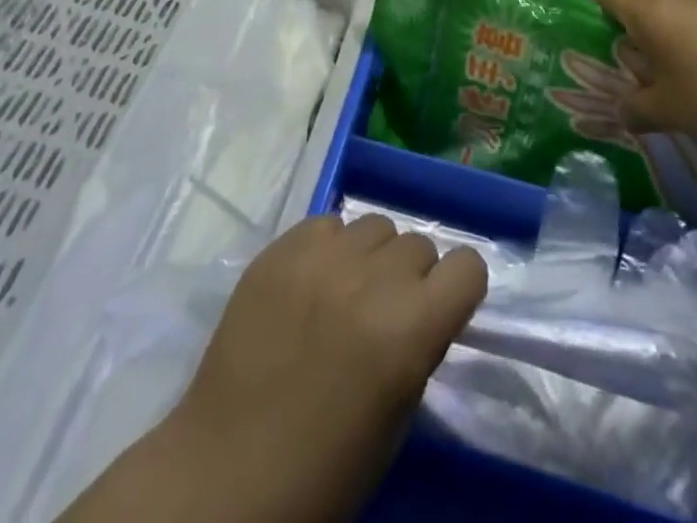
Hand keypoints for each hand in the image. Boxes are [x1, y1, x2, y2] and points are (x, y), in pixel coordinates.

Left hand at [158, 214, 487, 521]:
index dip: (458, 288)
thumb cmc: (325, 467)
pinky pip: (327, 224)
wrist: (228, 473)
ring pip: (375, 225)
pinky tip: (309, 285)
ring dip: (371, 256)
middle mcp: (373, 277)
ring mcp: (323, 256)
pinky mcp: (282, 248)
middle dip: (410, 276)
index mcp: (411, 327)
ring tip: (344, 293)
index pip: (468, 266)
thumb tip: (423, 308)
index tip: (441, 308)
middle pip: (419, 243)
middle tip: (384, 312)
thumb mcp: (398, 415)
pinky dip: (328, 248)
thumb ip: (419, 345)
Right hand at [592, 0, 696, 149]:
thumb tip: (623, 111)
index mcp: (649, 9)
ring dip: (676, 36)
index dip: (599, 10)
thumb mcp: (666, 113)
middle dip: (641, 33)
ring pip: (680, 10)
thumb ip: (635, 109)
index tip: (607, 41)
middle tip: (648, 73)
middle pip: (645, 2)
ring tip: (690, 78)